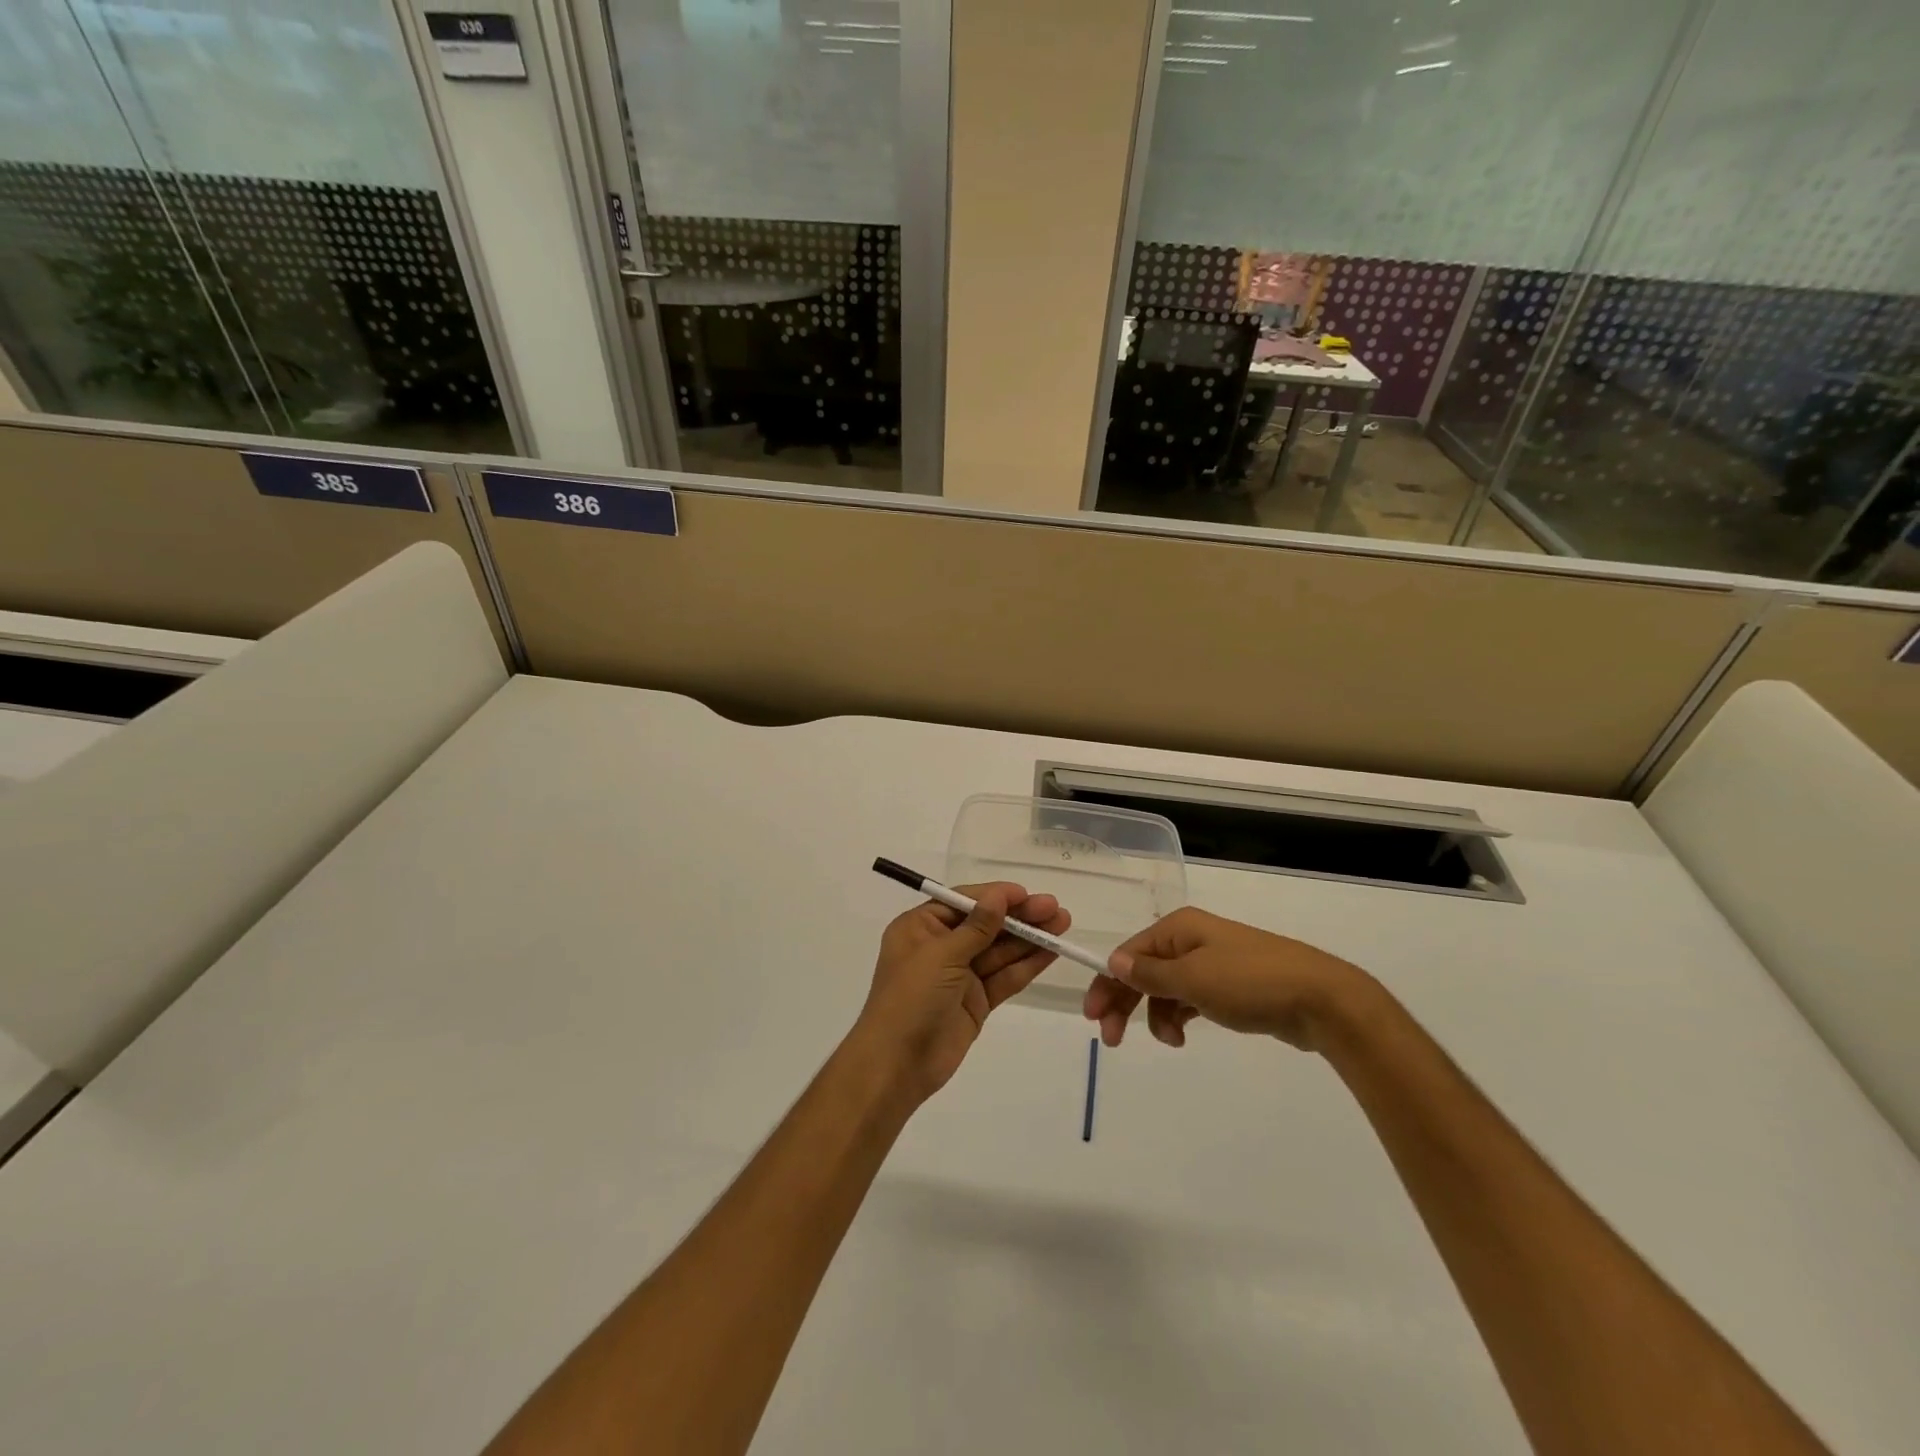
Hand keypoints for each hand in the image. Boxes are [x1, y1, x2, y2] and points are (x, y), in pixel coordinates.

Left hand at [852, 883, 1070, 1104]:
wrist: (897, 1065)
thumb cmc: (911, 998)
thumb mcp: (941, 956)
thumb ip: (976, 927)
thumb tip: (998, 896)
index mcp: (921, 927)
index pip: (964, 902)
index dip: (997, 897)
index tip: (1028, 894)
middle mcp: (941, 946)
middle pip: (986, 924)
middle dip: (1020, 917)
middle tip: (1056, 909)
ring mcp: (960, 975)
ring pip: (999, 950)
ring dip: (1029, 938)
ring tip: (1062, 924)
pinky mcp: (976, 1001)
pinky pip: (1004, 977)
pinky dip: (1027, 965)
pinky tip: (1051, 951)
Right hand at [1084, 907, 1372, 1052]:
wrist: (1321, 1000)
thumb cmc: (1251, 982)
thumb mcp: (1193, 978)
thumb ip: (1150, 974)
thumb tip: (1113, 962)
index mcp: (1178, 928)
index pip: (1129, 954)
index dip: (1108, 983)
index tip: (1094, 1018)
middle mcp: (1191, 939)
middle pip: (1145, 970)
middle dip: (1126, 1002)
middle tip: (1112, 1039)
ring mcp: (1212, 962)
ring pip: (1167, 988)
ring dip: (1157, 1015)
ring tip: (1170, 1041)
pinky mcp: (1230, 986)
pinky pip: (1190, 998)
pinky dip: (1180, 1015)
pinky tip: (1183, 1035)